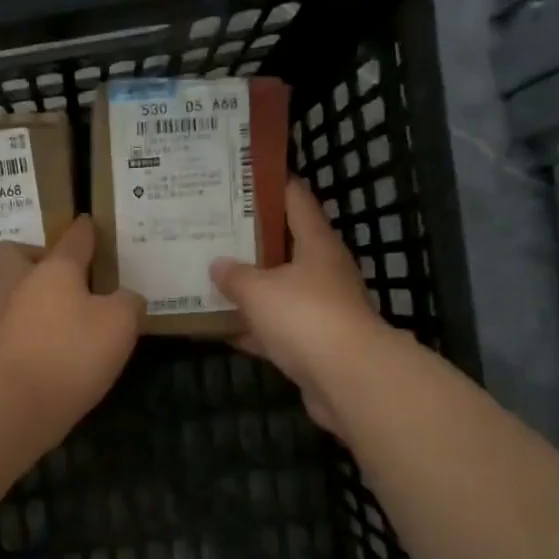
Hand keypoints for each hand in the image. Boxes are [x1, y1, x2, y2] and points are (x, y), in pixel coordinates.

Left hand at [0, 217, 142, 428]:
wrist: (19, 403)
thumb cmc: (72, 351)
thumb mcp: (120, 323)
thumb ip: (127, 303)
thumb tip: (126, 299)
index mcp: (55, 270)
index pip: (72, 239)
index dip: (84, 231)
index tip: (88, 224)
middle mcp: (23, 287)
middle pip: (11, 255)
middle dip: (29, 255)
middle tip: (57, 271)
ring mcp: (5, 320)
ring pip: (7, 293)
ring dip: (26, 295)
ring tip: (56, 309)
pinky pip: (14, 328)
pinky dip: (30, 330)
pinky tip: (51, 343)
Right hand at [210, 179, 390, 433]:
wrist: (347, 379)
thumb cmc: (305, 317)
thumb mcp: (258, 290)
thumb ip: (234, 275)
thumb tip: (218, 264)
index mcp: (317, 245)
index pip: (296, 201)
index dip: (272, 187)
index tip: (243, 180)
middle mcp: (323, 272)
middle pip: (285, 248)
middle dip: (251, 242)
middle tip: (214, 231)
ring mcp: (320, 310)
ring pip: (278, 292)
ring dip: (250, 289)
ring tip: (211, 277)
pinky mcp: (313, 346)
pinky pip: (275, 329)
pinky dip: (252, 329)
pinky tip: (221, 328)